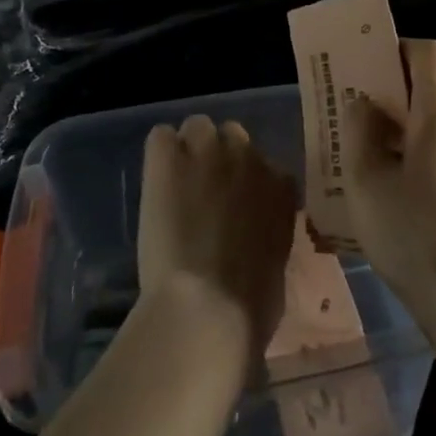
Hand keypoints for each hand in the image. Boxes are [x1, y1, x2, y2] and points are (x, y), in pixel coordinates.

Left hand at [139, 116, 296, 354]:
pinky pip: (160, 137)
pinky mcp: (167, 159)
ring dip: (188, 150)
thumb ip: (268, 236)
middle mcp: (248, 157)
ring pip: (197, 126)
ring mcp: (207, 152)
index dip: (246, 186)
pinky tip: (155, 182)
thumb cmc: (250, 308)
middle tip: (203, 194)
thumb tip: (256, 241)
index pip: (264, 165)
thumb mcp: (276, 266)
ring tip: (175, 185)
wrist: (207, 309)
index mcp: (280, 186)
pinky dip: (157, 156)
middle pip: (232, 136)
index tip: (235, 209)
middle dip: (219, 159)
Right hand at [343, 39, 435, 327]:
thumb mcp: (366, 180)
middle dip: (389, 95)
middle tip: (351, 118)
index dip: (395, 50)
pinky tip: (393, 193)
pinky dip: (418, 153)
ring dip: (400, 129)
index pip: (427, 52)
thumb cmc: (413, 233)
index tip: (364, 69)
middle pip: (429, 87)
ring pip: (435, 121)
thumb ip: (359, 130)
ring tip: (364, 160)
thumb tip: (364, 104)